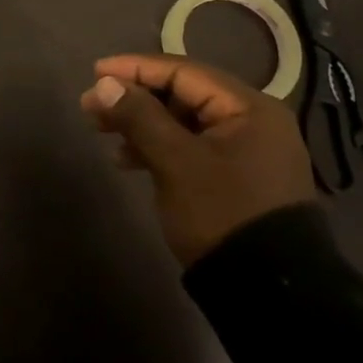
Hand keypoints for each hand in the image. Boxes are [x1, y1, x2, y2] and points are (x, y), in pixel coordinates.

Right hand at [80, 53, 315, 265]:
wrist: (270, 293)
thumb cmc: (222, 213)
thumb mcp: (175, 161)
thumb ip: (139, 116)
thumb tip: (105, 84)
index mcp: (249, 108)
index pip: (183, 71)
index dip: (135, 68)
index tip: (95, 72)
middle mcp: (253, 121)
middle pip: (183, 94)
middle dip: (135, 97)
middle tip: (92, 106)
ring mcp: (247, 151)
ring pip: (183, 121)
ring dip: (142, 123)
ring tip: (102, 132)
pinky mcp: (237, 177)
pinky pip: (191, 146)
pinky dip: (159, 146)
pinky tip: (128, 160)